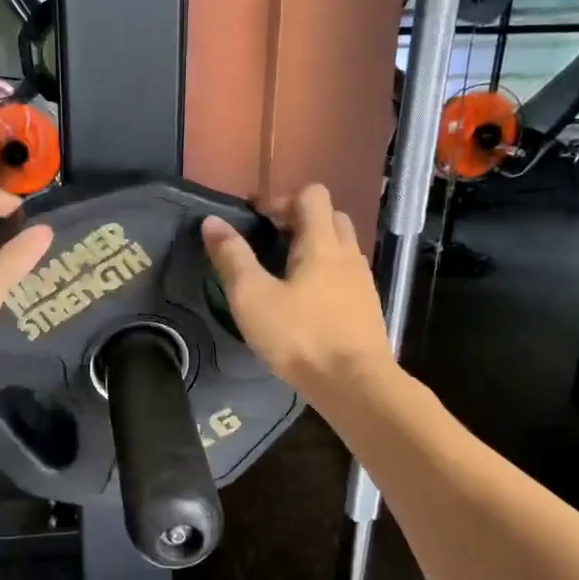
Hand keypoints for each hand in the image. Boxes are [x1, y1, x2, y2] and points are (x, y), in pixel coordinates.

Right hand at [201, 184, 394, 409]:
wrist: (355, 384)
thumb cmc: (300, 337)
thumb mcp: (253, 297)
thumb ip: (232, 257)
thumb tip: (212, 221)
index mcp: (321, 243)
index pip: (311, 195)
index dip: (280, 199)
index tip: (254, 217)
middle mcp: (348, 253)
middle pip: (330, 215)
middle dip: (299, 219)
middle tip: (270, 240)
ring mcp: (362, 281)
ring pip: (341, 246)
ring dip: (315, 246)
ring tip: (285, 270)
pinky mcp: (367, 307)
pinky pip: (346, 274)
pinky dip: (326, 273)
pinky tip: (307, 300)